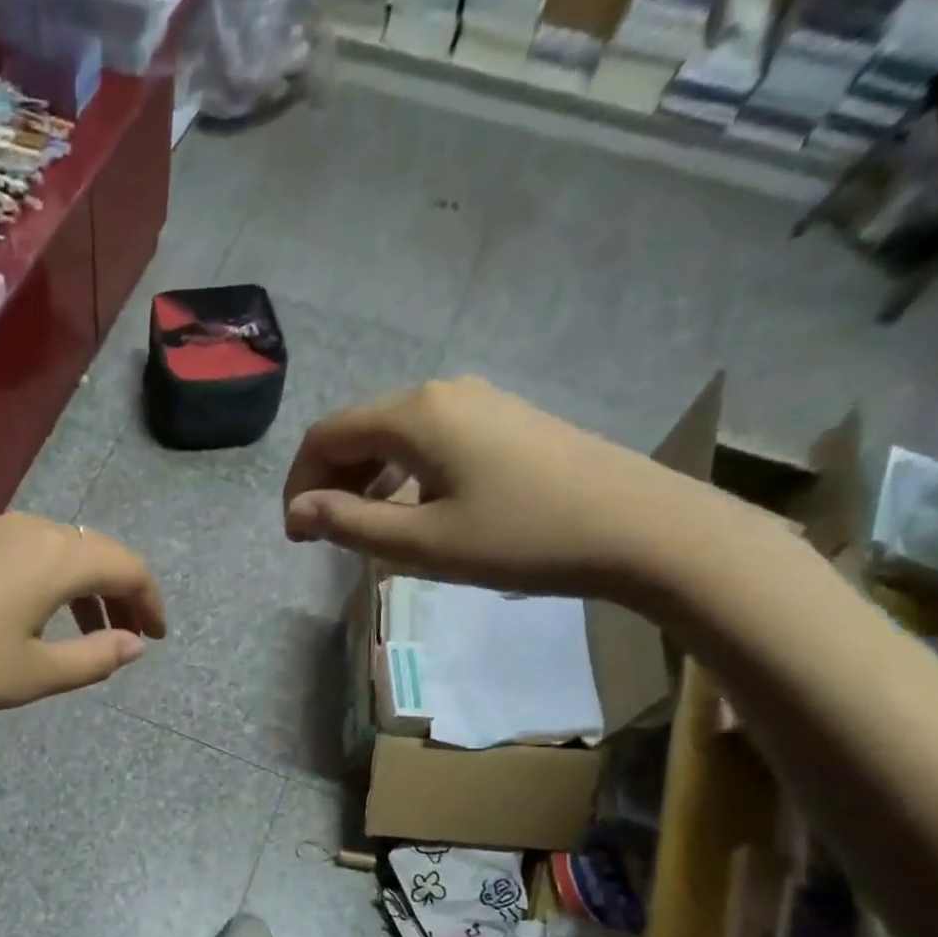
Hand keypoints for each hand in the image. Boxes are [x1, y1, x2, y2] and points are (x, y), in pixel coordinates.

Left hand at [0, 514, 165, 759]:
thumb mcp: (32, 675)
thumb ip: (93, 658)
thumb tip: (134, 645)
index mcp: (54, 556)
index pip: (126, 566)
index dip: (151, 600)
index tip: (158, 636)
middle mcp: (21, 526)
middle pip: (88, 550)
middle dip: (115, 593)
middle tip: (123, 634)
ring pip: (46, 548)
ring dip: (73, 586)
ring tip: (75, 630)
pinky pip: (7, 550)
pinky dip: (33, 578)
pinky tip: (14, 612)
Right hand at [281, 377, 727, 598]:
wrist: (640, 529)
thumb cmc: (521, 538)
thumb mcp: (423, 543)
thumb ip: (350, 524)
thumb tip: (298, 510)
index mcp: (415, 414)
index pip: (327, 436)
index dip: (299, 483)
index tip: (297, 535)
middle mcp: (442, 393)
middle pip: (358, 428)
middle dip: (328, 480)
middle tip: (323, 536)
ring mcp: (479, 402)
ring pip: (394, 434)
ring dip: (363, 478)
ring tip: (363, 528)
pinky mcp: (505, 421)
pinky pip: (429, 439)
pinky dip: (401, 472)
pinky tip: (412, 508)